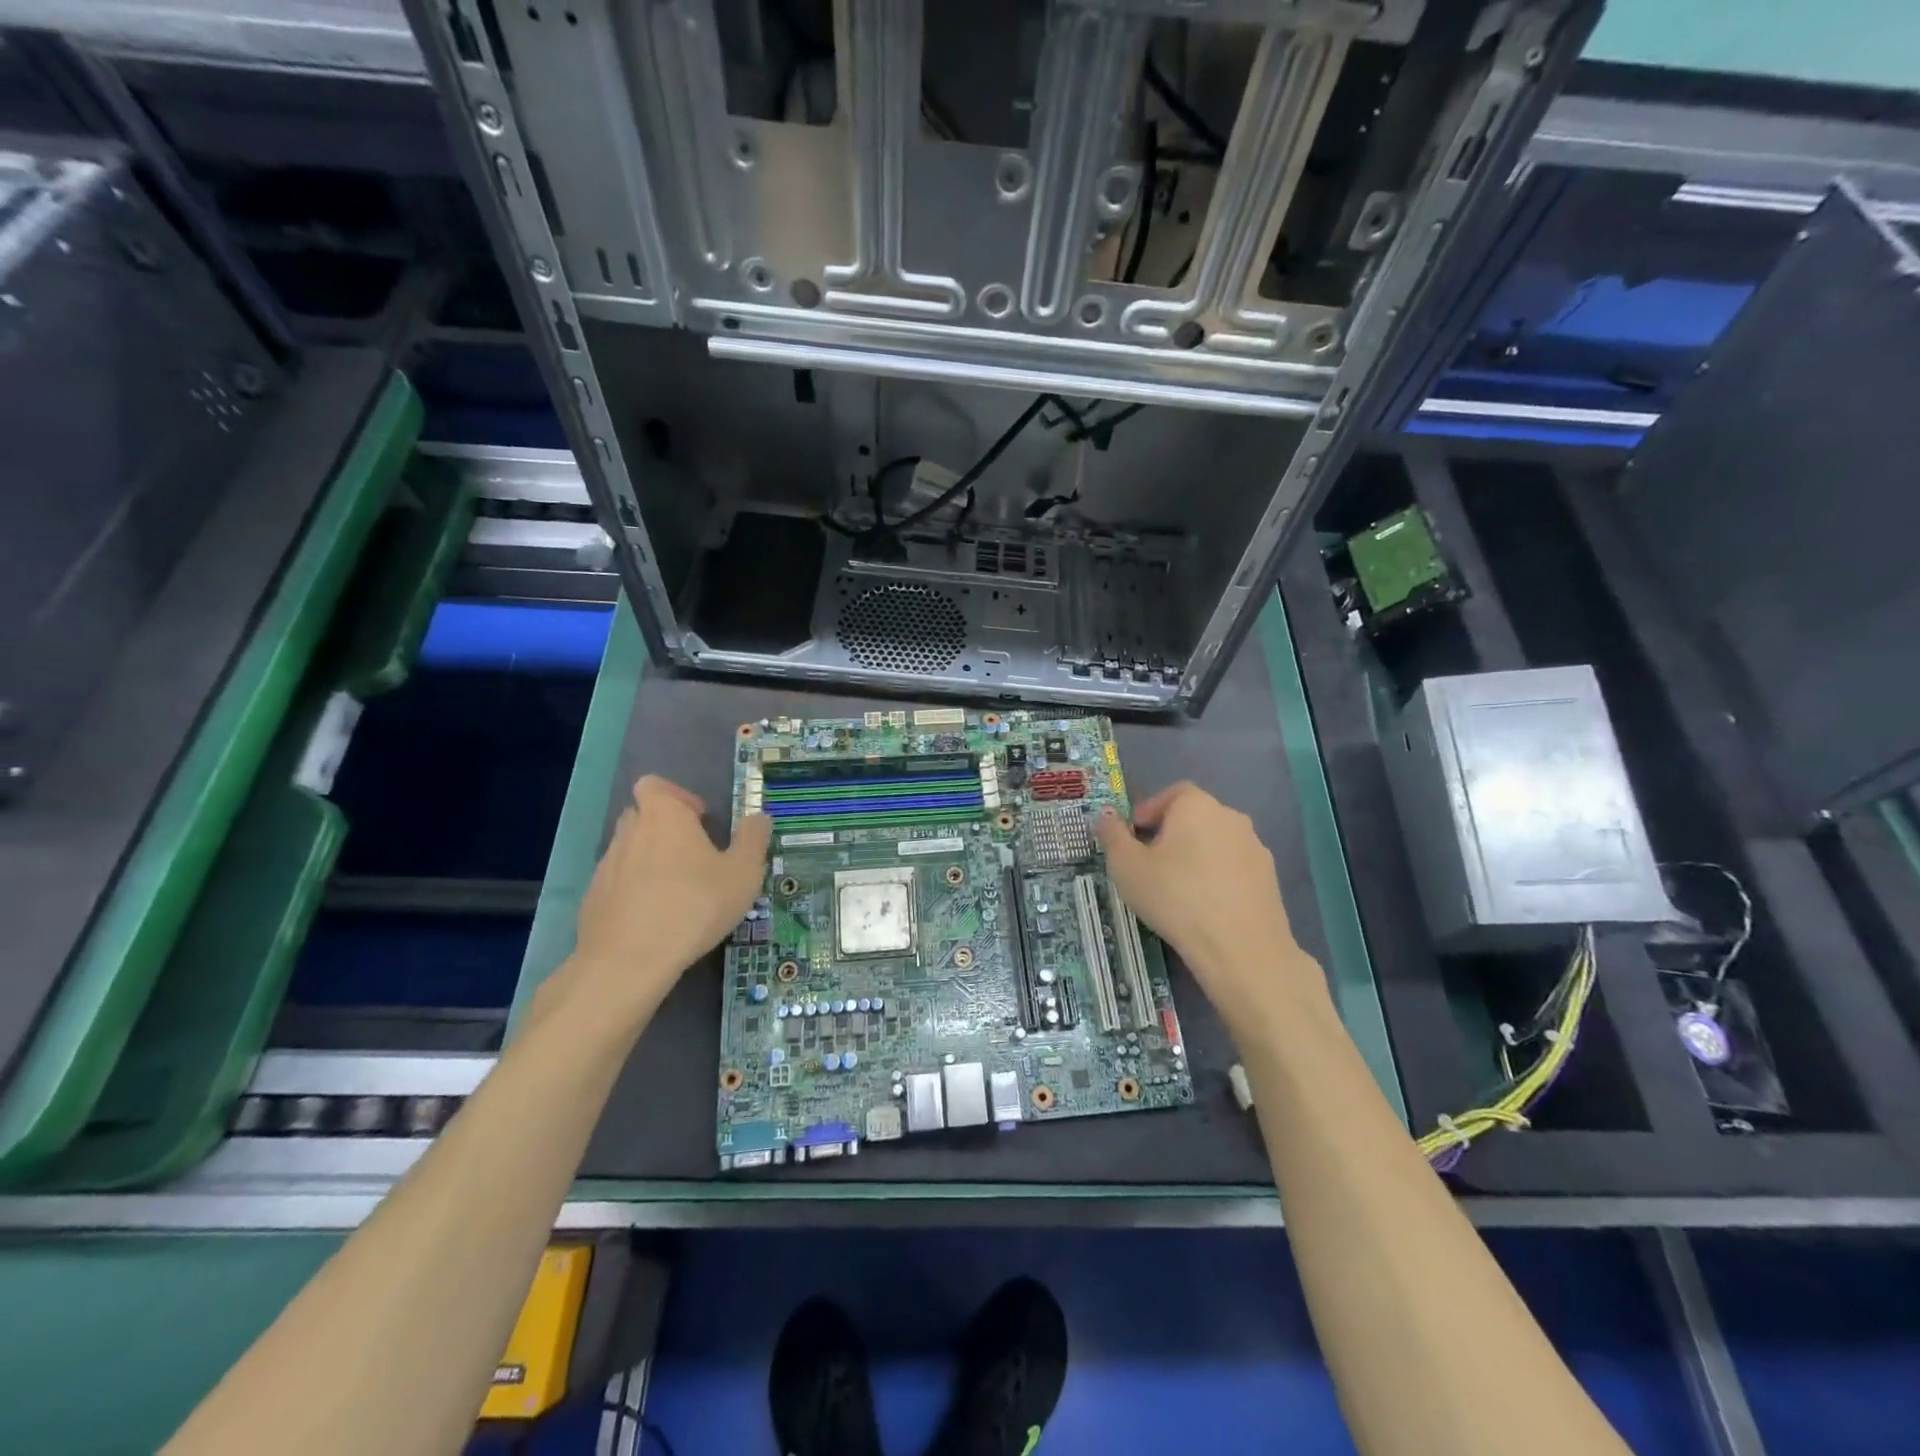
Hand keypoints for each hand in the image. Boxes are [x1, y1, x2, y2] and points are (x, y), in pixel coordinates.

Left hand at [560, 776, 771, 1023]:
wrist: (629, 961)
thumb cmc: (694, 905)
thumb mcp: (743, 873)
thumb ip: (753, 840)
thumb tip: (759, 818)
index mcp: (664, 816)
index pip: (655, 785)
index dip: (677, 796)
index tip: (700, 820)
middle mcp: (629, 833)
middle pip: (642, 815)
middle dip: (665, 828)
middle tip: (694, 855)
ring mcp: (606, 867)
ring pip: (629, 850)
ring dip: (650, 861)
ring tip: (677, 891)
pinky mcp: (593, 900)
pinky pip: (617, 884)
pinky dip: (634, 892)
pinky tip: (655, 919)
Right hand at [1097, 783, 1325, 1034]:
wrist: (1240, 948)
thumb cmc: (1175, 897)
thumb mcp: (1127, 866)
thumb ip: (1112, 836)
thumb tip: (1107, 817)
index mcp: (1197, 806)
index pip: (1171, 794)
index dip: (1149, 811)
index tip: (1133, 837)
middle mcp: (1231, 817)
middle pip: (1194, 817)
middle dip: (1170, 834)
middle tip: (1149, 864)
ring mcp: (1255, 848)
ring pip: (1215, 843)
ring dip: (1195, 857)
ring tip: (1176, 889)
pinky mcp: (1270, 879)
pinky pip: (1233, 868)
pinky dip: (1217, 878)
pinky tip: (1204, 907)